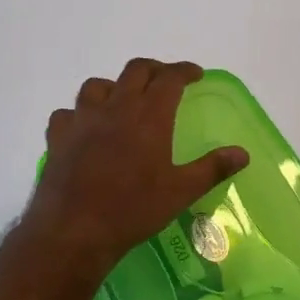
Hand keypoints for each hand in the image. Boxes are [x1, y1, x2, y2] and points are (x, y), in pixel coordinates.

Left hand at [24, 59, 248, 279]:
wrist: (74, 229)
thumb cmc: (133, 209)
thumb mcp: (181, 192)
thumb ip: (212, 168)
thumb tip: (242, 153)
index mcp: (149, 116)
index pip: (170, 78)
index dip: (184, 71)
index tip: (195, 74)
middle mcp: (115, 107)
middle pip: (135, 71)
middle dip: (153, 70)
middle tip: (165, 81)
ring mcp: (82, 120)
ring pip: (97, 85)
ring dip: (114, 86)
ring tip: (123, 100)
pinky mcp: (58, 137)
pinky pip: (67, 113)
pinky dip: (80, 114)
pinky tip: (85, 128)